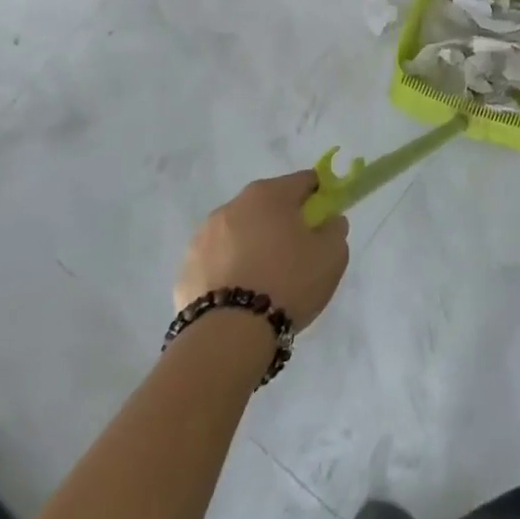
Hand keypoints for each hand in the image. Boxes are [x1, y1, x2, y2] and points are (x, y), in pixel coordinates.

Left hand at [173, 171, 348, 329]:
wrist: (228, 337)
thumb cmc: (288, 283)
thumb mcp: (332, 255)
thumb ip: (335, 229)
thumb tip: (328, 221)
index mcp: (269, 194)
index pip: (304, 181)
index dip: (319, 197)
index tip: (324, 222)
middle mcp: (233, 205)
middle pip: (268, 205)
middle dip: (283, 222)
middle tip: (297, 254)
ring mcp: (203, 237)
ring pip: (239, 233)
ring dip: (253, 245)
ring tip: (265, 282)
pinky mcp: (184, 269)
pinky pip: (217, 261)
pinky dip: (229, 270)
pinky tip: (240, 297)